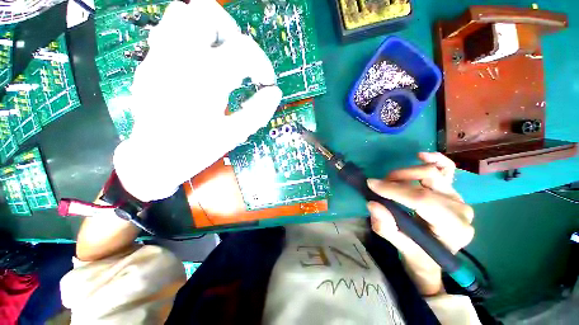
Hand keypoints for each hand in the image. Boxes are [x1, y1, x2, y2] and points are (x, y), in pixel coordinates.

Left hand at [113, 0, 282, 201]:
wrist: (154, 157)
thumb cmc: (196, 149)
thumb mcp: (234, 134)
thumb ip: (258, 112)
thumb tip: (274, 93)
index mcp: (207, 79)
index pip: (245, 49)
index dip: (262, 64)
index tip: (265, 82)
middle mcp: (182, 58)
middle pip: (209, 13)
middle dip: (233, 33)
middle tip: (240, 59)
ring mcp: (161, 56)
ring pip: (183, 12)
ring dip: (209, 29)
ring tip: (219, 54)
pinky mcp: (151, 62)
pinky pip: (167, 29)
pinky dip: (186, 34)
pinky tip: (195, 58)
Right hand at [367, 152, 473, 295]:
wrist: (433, 258)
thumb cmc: (417, 254)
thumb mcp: (399, 246)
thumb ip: (386, 227)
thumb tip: (372, 204)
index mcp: (454, 229)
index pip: (423, 201)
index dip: (395, 190)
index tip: (371, 184)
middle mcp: (461, 210)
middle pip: (427, 183)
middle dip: (396, 181)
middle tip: (378, 187)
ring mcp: (459, 198)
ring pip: (432, 173)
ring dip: (405, 173)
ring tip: (390, 180)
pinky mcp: (452, 191)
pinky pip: (446, 169)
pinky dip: (434, 159)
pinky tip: (421, 156)